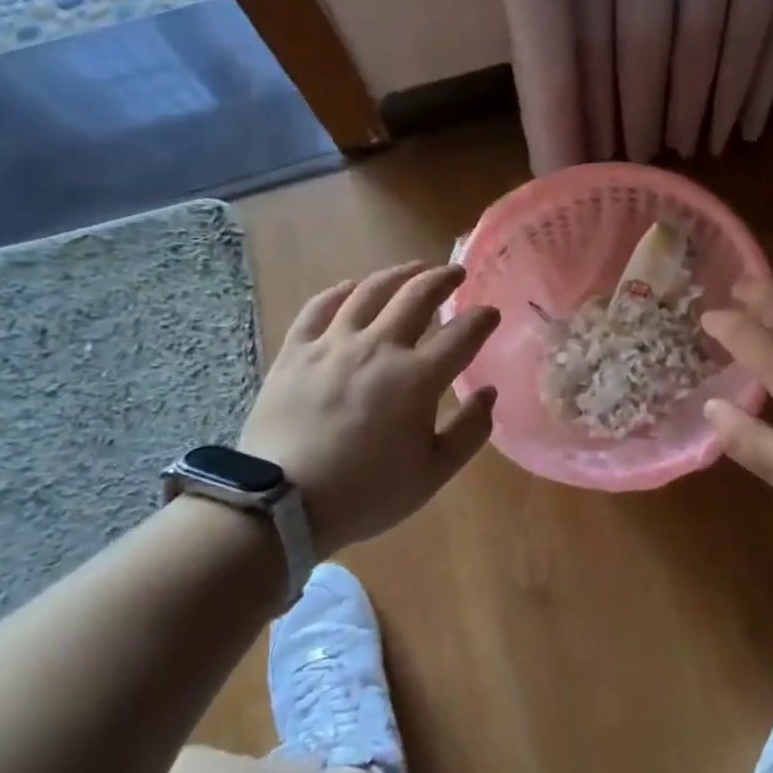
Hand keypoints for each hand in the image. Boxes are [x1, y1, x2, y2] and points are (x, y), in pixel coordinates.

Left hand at [239, 261, 498, 553]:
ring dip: (398, 274)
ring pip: (370, 291)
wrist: (281, 504)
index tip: (491, 313)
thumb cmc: (366, 493)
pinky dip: (340, 291)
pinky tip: (351, 287)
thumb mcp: (432, 473)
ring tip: (413, 269)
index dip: (482, 319)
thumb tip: (488, 393)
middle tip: (456, 273)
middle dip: (443, 279)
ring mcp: (333, 344)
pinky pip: (319, 307)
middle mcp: (378, 347)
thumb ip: (469, 431)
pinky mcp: (296, 351)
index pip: (462, 334)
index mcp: (417, 378)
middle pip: (417, 296)